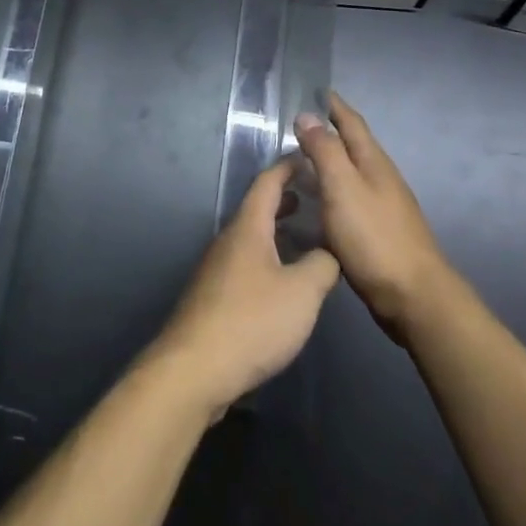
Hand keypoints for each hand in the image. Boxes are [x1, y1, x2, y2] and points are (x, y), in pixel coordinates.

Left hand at [153, 161, 339, 415]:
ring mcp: (216, 269)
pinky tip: (282, 281)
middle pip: (256, 209)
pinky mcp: (213, 297)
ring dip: (276, 230)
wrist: (195, 369)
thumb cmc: (252, 321)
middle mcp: (227, 241)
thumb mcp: (302, 292)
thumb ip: (323, 265)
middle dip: (284, 199)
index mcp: (247, 228)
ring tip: (303, 236)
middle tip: (312, 196)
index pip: (267, 183)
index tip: (308, 156)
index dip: (288, 167)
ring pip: (250, 238)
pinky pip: (245, 263)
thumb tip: (329, 252)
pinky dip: (267, 256)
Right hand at [293, 91, 449, 342]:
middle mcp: (381, 178)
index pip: (352, 123)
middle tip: (297, 127)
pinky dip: (331, 192)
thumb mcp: (343, 188)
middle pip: (353, 146)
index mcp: (373, 162)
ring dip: (329, 163)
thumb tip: (307, 115)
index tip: (316, 91)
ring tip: (299, 163)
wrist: (413, 296)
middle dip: (329, 132)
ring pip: (351, 173)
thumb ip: (325, 151)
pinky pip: (349, 199)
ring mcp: (383, 206)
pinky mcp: (378, 232)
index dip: (334, 106)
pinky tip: (316, 205)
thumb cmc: (374, 237)